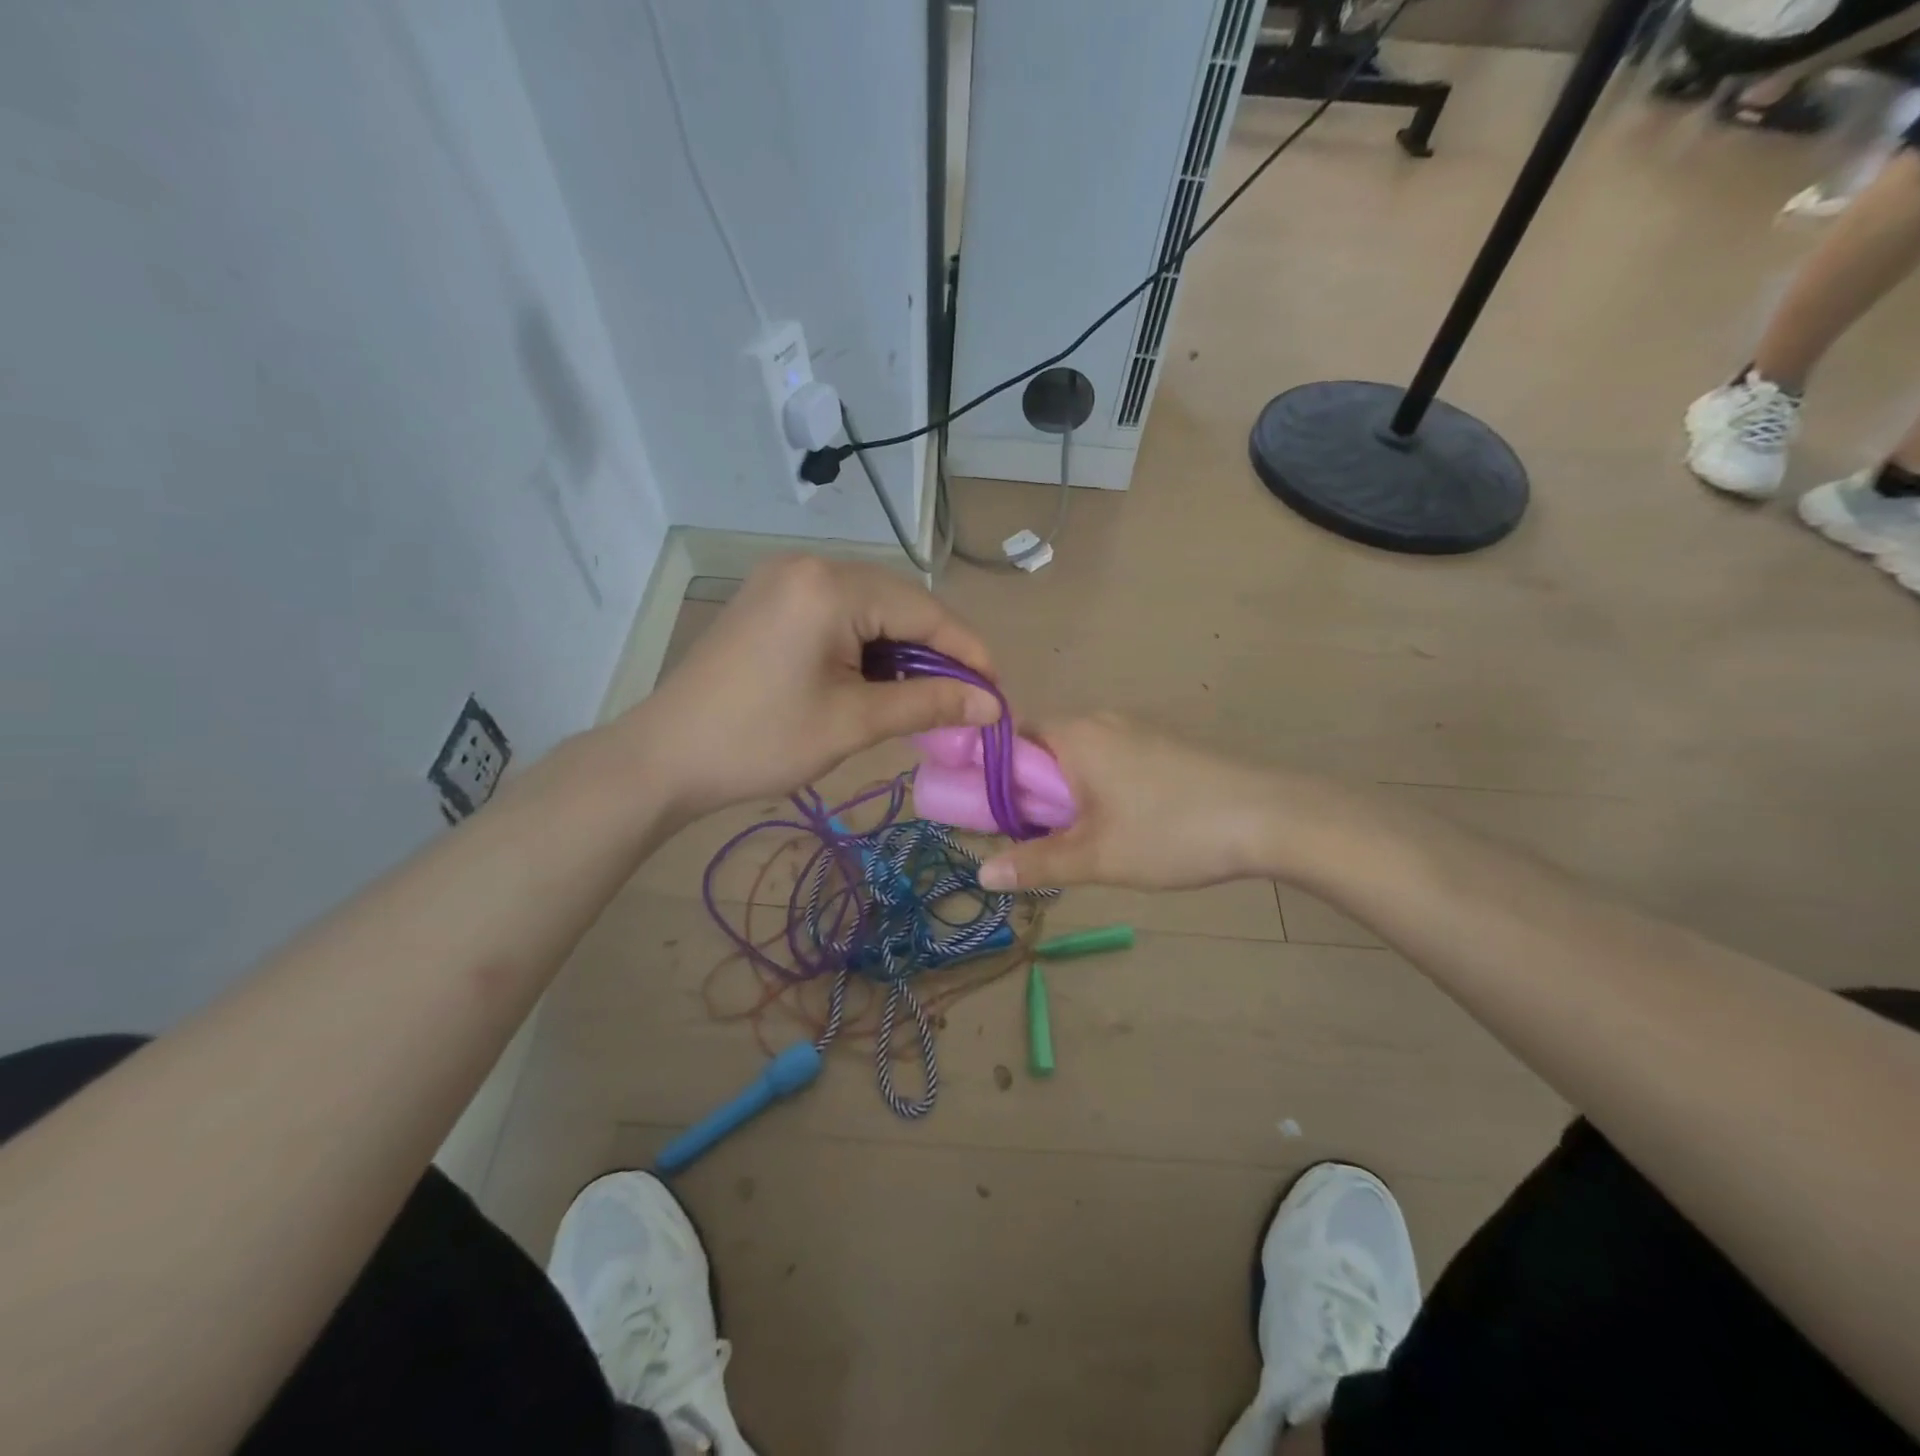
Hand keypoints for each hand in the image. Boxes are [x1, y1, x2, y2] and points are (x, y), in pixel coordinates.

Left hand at [630, 555, 1000, 819]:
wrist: (666, 757)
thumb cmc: (761, 741)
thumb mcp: (853, 723)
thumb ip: (928, 704)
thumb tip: (993, 705)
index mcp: (831, 586)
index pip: (924, 611)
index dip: (968, 652)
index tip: (997, 693)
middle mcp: (810, 565)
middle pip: (900, 602)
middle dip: (936, 651)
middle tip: (962, 700)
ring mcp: (785, 578)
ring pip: (871, 607)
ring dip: (901, 649)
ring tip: (922, 696)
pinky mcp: (772, 598)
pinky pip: (839, 612)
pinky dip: (867, 645)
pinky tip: (876, 679)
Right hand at [977, 714, 1291, 890]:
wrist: (1269, 817)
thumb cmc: (1171, 831)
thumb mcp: (1097, 856)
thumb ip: (1036, 863)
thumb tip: (982, 872)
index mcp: (1073, 734)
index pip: (1007, 737)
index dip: (986, 772)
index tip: (981, 811)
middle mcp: (1099, 720)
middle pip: (1040, 748)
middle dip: (1026, 790)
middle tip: (1025, 836)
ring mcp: (1134, 730)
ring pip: (1075, 757)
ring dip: (1062, 792)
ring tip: (1069, 838)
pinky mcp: (1160, 747)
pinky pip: (1106, 761)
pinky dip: (1093, 788)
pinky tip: (1114, 825)